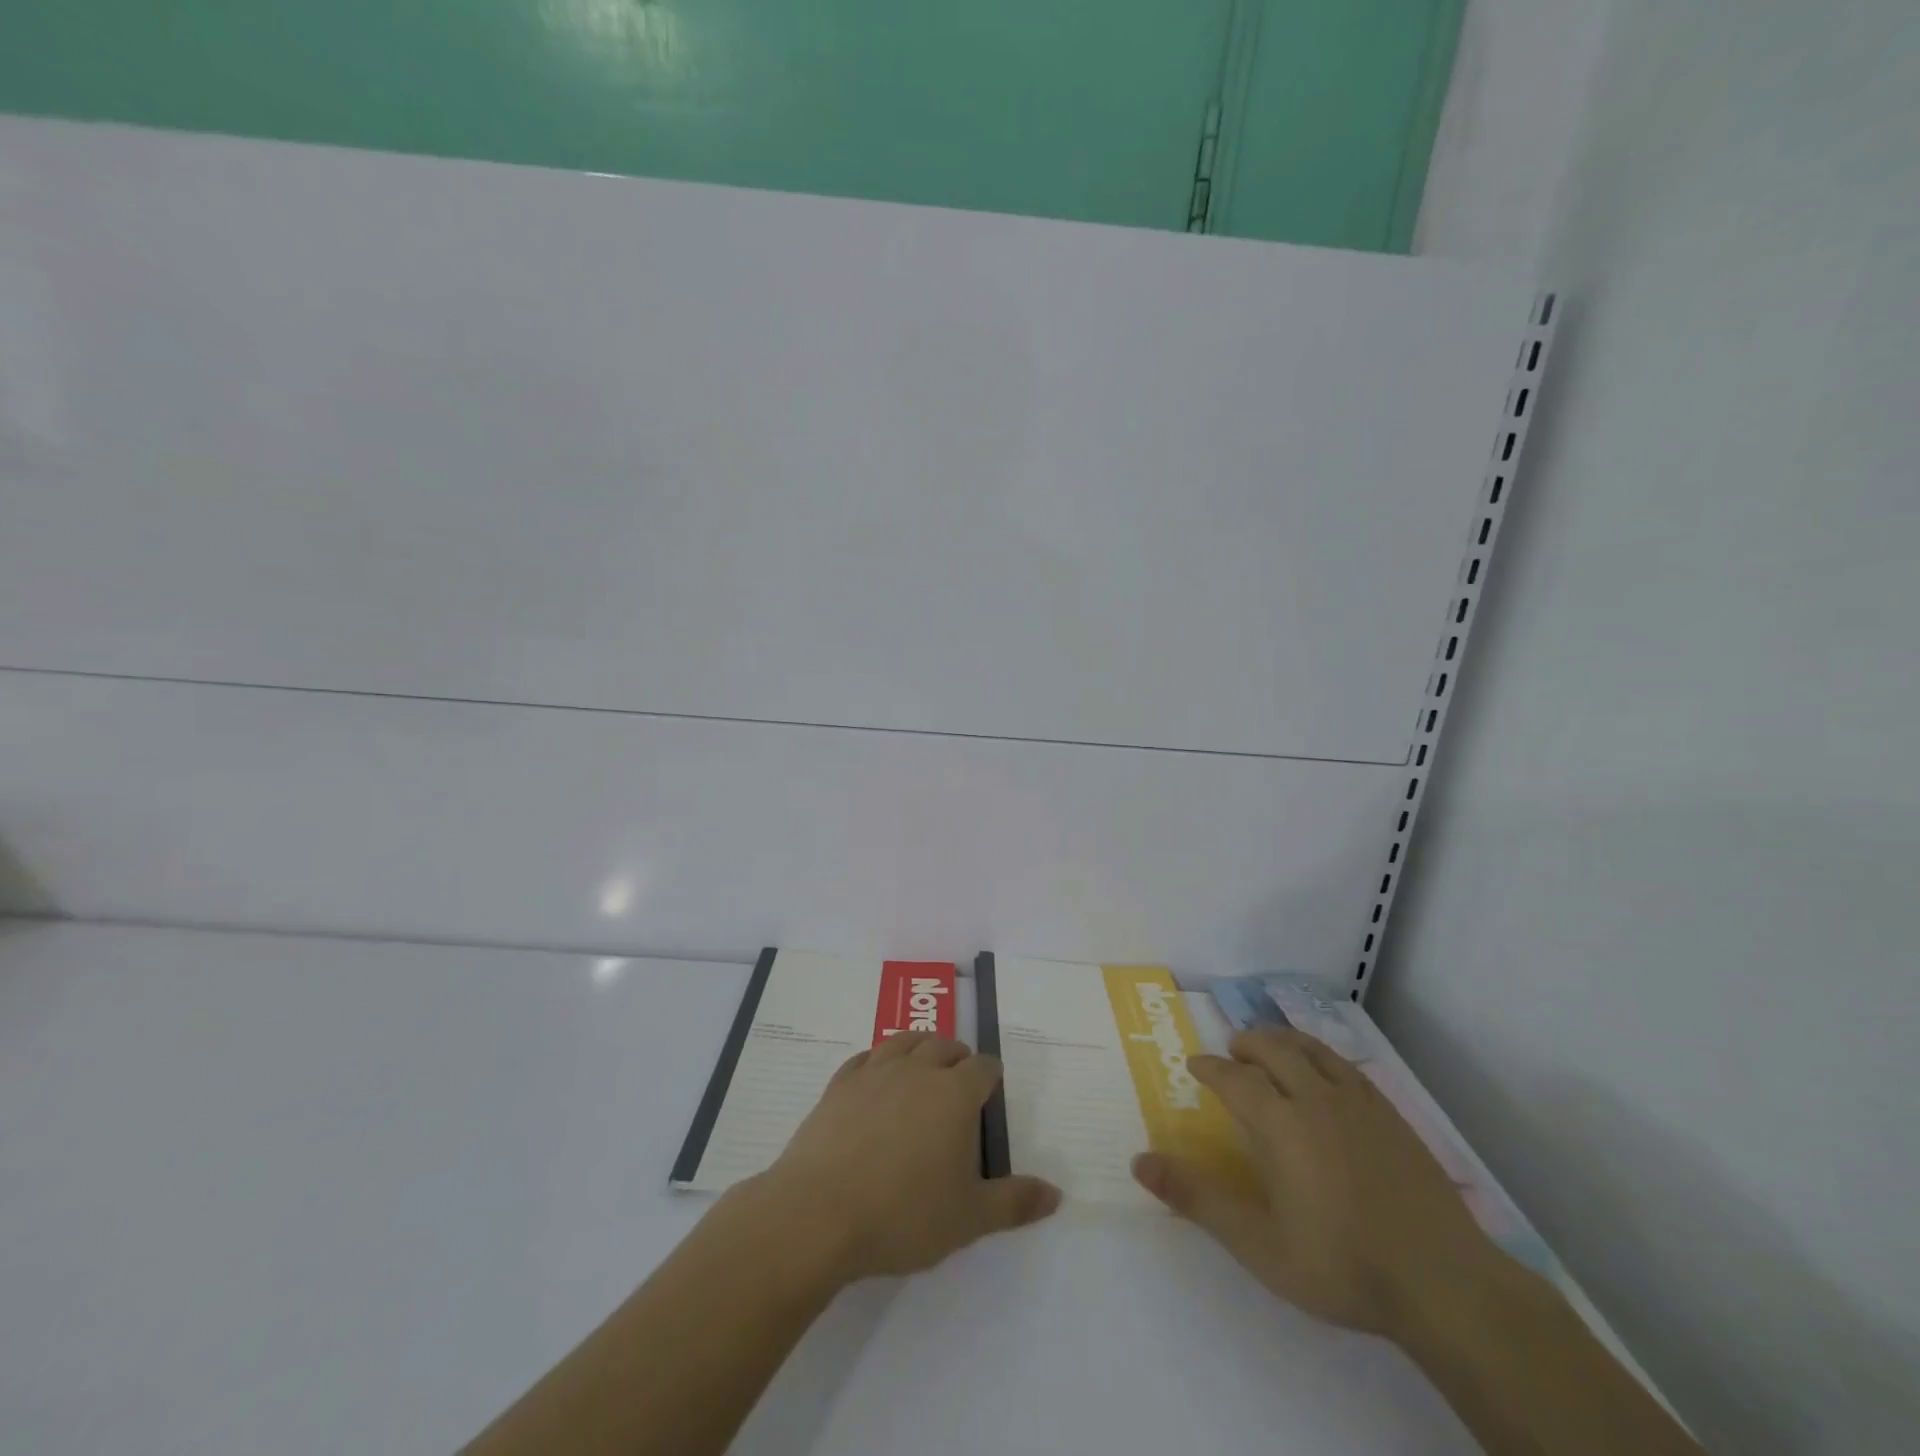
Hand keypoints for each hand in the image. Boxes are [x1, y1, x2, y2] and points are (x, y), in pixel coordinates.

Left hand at [746, 1033, 1061, 1284]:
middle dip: (958, 1057)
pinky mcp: (840, 1084)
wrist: (818, 1213)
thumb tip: (1057, 1193)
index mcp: (954, 1094)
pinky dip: (878, 1059)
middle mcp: (918, 1069)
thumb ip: (1015, 1203)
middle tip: (960, 1079)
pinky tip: (876, 1076)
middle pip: (945, 1045)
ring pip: (904, 1040)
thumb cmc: (903, 1215)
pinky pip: (865, 1057)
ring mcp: (875, 1071)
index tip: (992, 1090)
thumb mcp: (969, 1218)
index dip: (991, 1076)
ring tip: (923, 1065)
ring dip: (920, 1047)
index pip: (983, 1068)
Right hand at [1131, 1027, 1497, 1341]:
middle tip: (1232, 1051)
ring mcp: (1358, 1102)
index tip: (1196, 1066)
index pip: (1233, 1076)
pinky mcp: (1391, 1115)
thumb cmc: (1341, 1265)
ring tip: (1272, 1049)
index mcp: (1278, 1122)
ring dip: (1283, 1041)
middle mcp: (1314, 1097)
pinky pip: (1346, 1066)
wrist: (1443, 1283)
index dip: (1210, 1067)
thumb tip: (1139, 1161)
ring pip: (1311, 1049)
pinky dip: (1321, 1056)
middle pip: (1273, 1048)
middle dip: (1246, 1043)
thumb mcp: (1257, 1243)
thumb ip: (1197, 1198)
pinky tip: (1324, 1075)